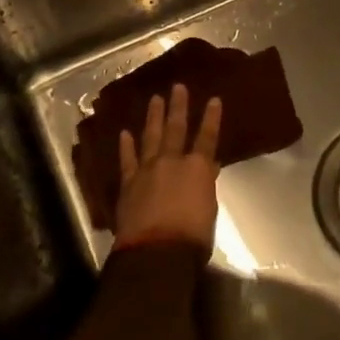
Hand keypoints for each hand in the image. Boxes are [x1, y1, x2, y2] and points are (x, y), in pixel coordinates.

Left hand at [113, 83, 222, 251]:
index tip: (214, 99)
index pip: (208, 137)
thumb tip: (209, 169)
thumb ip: (206, 185)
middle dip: (178, 106)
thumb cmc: (193, 236)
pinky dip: (126, 146)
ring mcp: (148, 170)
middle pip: (176, 128)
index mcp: (198, 168)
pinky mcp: (129, 184)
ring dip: (154, 117)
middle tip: (178, 87)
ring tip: (155, 99)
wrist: (156, 253)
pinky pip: (127, 160)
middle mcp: (173, 162)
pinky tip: (125, 133)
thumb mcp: (209, 209)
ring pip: (151, 137)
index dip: (212, 118)